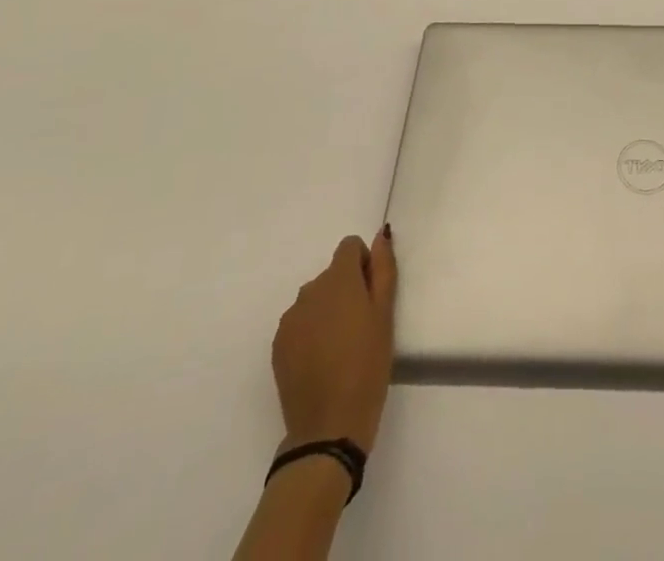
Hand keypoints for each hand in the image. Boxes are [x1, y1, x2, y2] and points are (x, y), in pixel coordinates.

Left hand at [272, 227, 397, 455]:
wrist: (329, 427)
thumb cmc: (367, 366)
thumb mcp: (385, 314)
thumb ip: (383, 269)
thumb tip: (379, 236)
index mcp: (338, 279)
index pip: (349, 247)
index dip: (364, 265)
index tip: (371, 295)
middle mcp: (309, 290)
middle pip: (332, 274)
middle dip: (347, 289)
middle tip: (361, 327)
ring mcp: (290, 319)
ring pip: (315, 299)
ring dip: (328, 310)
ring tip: (341, 348)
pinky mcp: (278, 345)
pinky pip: (299, 323)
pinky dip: (311, 332)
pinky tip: (322, 361)